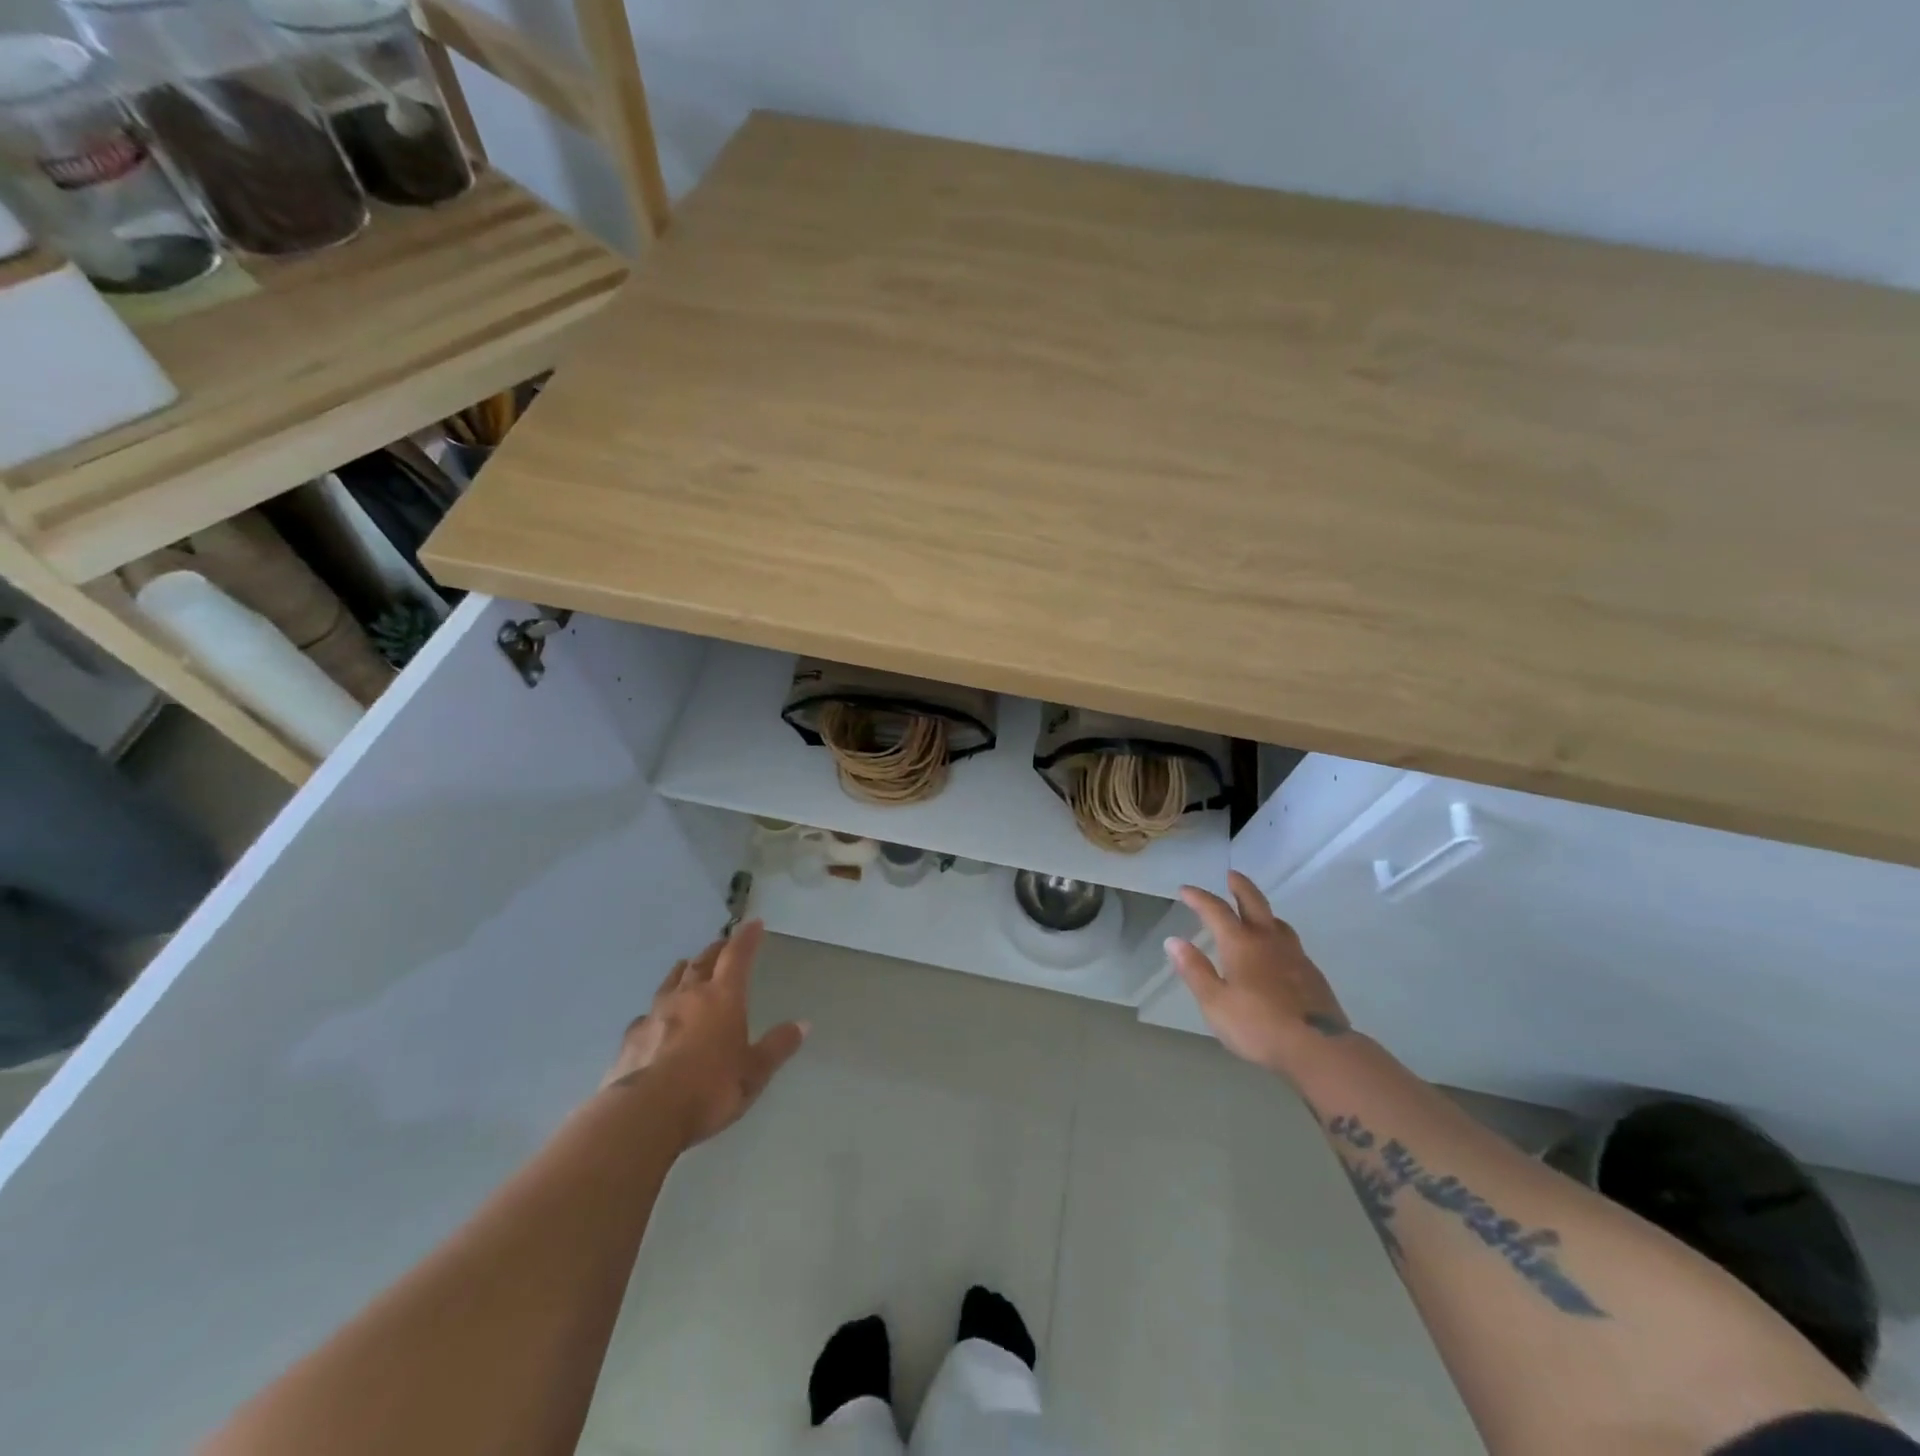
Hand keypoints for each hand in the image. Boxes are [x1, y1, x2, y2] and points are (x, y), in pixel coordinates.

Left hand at [601, 920, 807, 1147]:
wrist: (645, 1114)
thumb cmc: (710, 1089)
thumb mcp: (755, 1072)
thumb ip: (777, 1046)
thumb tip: (804, 1024)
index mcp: (723, 997)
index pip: (737, 956)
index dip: (747, 938)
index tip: (754, 923)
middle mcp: (688, 996)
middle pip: (702, 962)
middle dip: (715, 950)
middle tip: (723, 944)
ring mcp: (655, 1014)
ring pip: (671, 981)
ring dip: (684, 971)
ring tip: (687, 966)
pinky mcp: (631, 1038)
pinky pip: (646, 1014)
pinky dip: (656, 1009)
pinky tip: (654, 1019)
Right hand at [1167, 872, 1352, 1077]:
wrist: (1319, 1049)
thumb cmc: (1258, 1026)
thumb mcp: (1215, 1002)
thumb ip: (1194, 970)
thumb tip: (1173, 940)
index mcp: (1241, 944)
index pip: (1216, 910)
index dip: (1199, 897)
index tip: (1185, 889)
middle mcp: (1268, 941)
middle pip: (1254, 902)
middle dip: (1240, 886)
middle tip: (1232, 875)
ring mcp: (1294, 955)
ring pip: (1277, 922)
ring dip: (1262, 910)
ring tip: (1254, 912)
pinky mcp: (1312, 973)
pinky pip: (1291, 942)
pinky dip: (1277, 934)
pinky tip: (1277, 950)